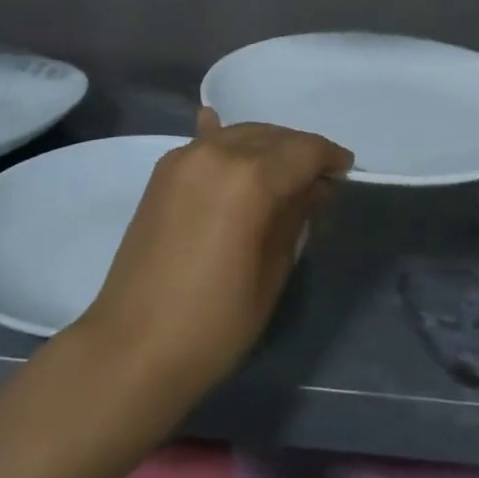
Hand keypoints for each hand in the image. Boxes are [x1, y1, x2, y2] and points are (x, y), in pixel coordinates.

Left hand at [75, 108, 352, 395]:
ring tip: (282, 175)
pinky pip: (205, 143)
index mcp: (250, 179)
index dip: (330, 158)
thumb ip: (296, 217)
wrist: (133, 347)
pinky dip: (225, 142)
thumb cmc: (215, 322)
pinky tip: (224, 130)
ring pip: (240, 134)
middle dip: (300, 152)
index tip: (345, 173)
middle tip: (318, 181)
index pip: (305, 150)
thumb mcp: (273, 271)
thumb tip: (314, 187)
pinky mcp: (162, 174)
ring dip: (267, 147)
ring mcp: (183, 159)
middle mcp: (217, 154)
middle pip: (273, 136)